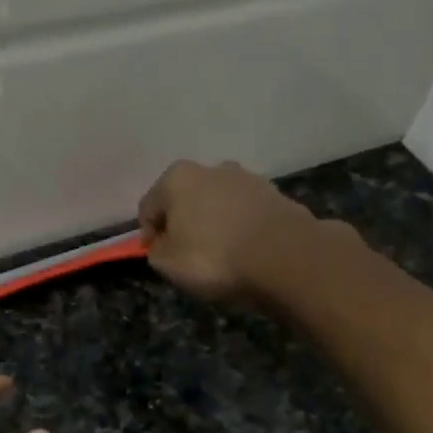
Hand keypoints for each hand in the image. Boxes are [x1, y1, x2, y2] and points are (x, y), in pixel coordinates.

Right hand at [137, 159, 336, 302]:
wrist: (284, 256)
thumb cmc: (213, 257)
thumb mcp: (167, 264)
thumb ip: (156, 250)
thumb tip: (162, 243)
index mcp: (177, 178)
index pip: (149, 207)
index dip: (149, 235)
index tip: (158, 257)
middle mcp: (211, 168)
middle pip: (185, 200)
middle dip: (183, 224)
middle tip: (188, 256)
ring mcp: (247, 178)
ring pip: (217, 204)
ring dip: (213, 224)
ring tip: (221, 256)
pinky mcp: (275, 194)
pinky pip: (245, 214)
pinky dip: (240, 228)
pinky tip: (245, 252)